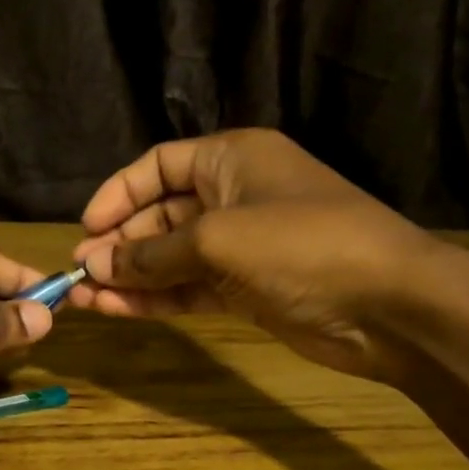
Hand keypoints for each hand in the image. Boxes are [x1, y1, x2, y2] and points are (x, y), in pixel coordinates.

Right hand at [71, 130, 452, 383]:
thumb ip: (152, 254)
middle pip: (160, 214)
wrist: (387, 305)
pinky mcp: (246, 289)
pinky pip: (189, 289)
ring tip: (86, 299)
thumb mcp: (218, 239)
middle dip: (120, 243)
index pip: (159, 165)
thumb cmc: (303, 245)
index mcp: (232, 158)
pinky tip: (117, 310)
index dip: (119, 194)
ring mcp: (240, 247)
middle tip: (81, 274)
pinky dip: (155, 299)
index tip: (87, 229)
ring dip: (130, 276)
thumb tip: (95, 266)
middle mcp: (233, 196)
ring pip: (171, 258)